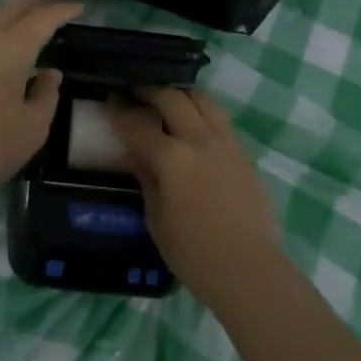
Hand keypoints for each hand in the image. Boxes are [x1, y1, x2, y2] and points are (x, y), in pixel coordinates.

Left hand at [0, 0, 82, 206]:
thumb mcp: (32, 128)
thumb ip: (47, 96)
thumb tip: (49, 73)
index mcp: (11, 48)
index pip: (42, 19)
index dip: (62, 10)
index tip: (80, 6)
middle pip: (13, 8)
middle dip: (36, 1)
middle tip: (56, 2)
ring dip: (14, 13)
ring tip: (30, 17)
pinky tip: (1, 44)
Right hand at [111, 88, 282, 305]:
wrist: (249, 269)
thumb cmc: (193, 253)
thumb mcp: (156, 219)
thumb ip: (145, 179)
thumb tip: (132, 155)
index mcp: (171, 158)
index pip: (138, 125)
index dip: (120, 112)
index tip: (111, 100)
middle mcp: (199, 140)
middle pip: (172, 98)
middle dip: (150, 91)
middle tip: (136, 93)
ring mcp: (226, 143)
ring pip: (203, 100)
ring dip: (182, 95)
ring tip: (168, 101)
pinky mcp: (244, 154)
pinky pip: (221, 120)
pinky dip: (203, 113)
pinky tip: (195, 126)